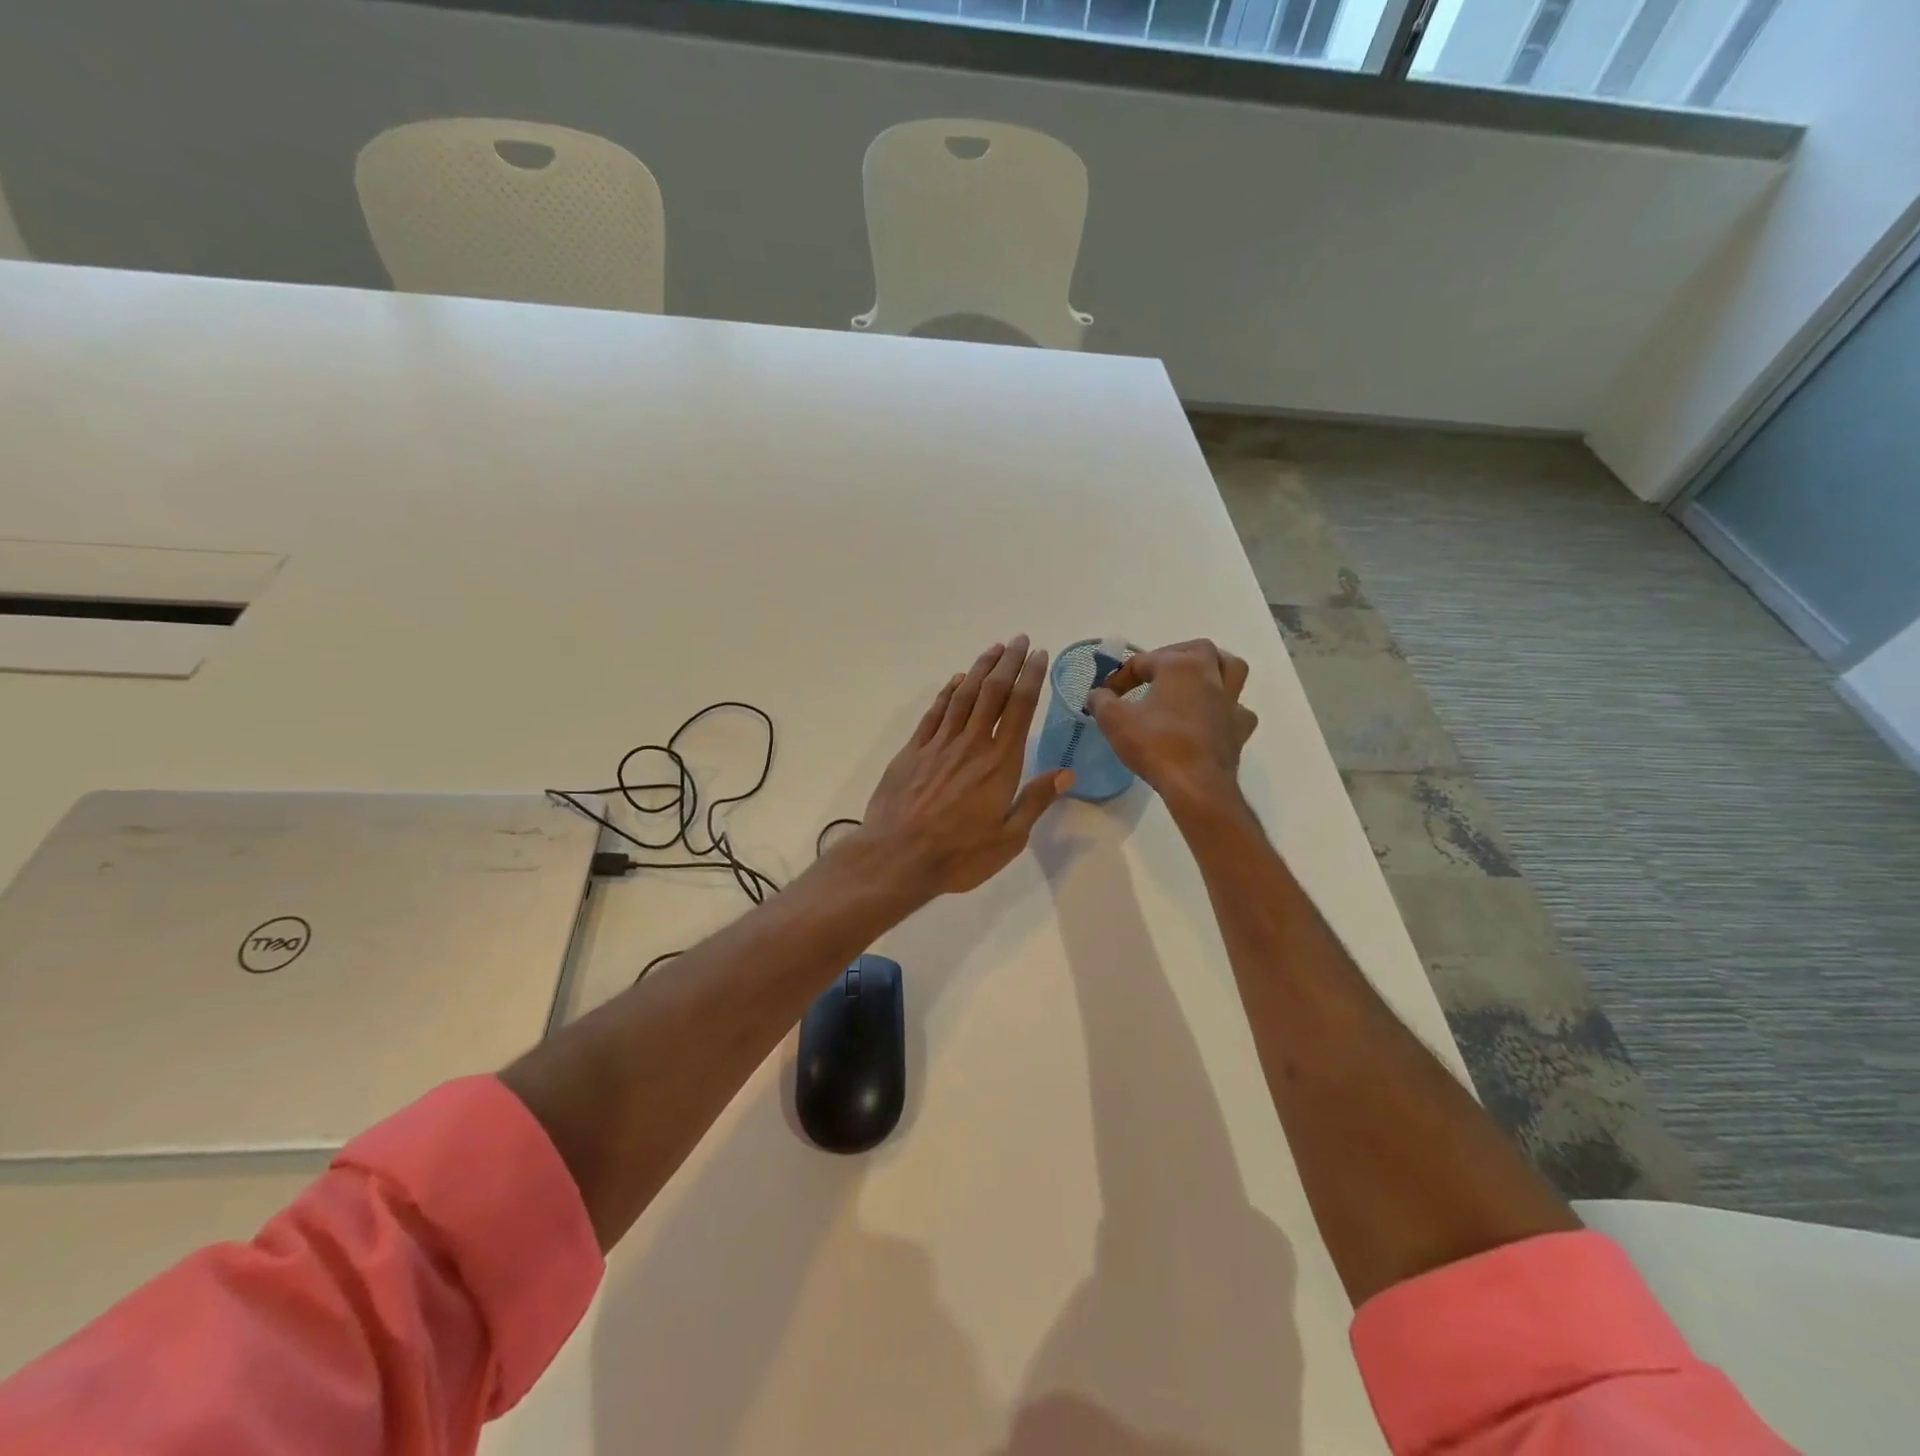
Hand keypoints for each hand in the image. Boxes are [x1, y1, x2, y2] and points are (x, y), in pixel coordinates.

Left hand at [856, 636, 1071, 898]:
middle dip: (1009, 662)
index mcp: (1000, 763)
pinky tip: (956, 681)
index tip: (1039, 656)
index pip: (1020, 708)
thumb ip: (1035, 801)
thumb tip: (1066, 773)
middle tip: (1021, 640)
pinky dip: (948, 693)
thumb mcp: (1009, 838)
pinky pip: (934, 713)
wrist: (897, 857)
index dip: (1031, 677)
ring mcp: (939, 744)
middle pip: (993, 692)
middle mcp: (971, 744)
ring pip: (963, 696)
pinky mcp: (913, 751)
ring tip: (994, 649)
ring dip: (980, 669)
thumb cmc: (959, 854)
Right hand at [1085, 639, 1257, 808]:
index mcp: (1180, 665)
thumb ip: (1101, 701)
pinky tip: (1210, 720)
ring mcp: (1230, 702)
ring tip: (1193, 683)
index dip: (1120, 676)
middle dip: (1175, 655)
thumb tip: (1097, 694)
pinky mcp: (1240, 729)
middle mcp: (1210, 675)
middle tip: (1156, 674)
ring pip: (1231, 670)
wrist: (1196, 785)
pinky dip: (1224, 709)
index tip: (1106, 695)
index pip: (1144, 661)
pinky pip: (1237, 709)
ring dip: (1213, 671)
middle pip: (1198, 650)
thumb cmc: (1155, 744)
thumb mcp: (1114, 721)